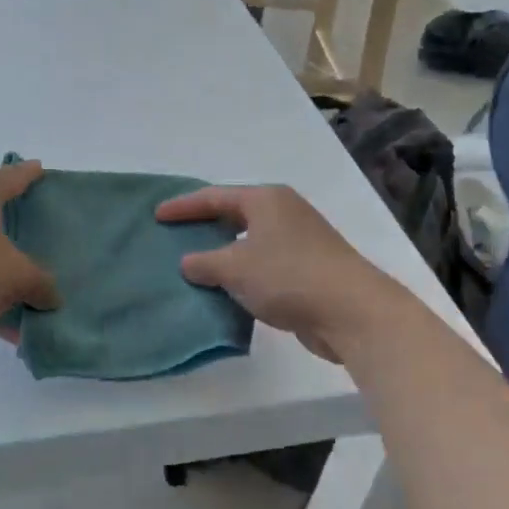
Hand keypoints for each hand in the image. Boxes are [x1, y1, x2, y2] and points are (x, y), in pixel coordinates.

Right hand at [157, 184, 417, 362]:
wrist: (351, 311)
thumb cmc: (288, 276)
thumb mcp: (235, 268)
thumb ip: (204, 262)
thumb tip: (188, 262)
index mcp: (266, 200)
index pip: (215, 197)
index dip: (184, 206)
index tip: (158, 215)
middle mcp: (284, 213)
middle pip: (235, 215)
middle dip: (205, 226)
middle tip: (175, 236)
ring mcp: (299, 241)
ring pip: (250, 242)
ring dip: (224, 254)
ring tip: (194, 266)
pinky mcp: (308, 270)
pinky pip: (263, 266)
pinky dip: (243, 274)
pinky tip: (226, 290)